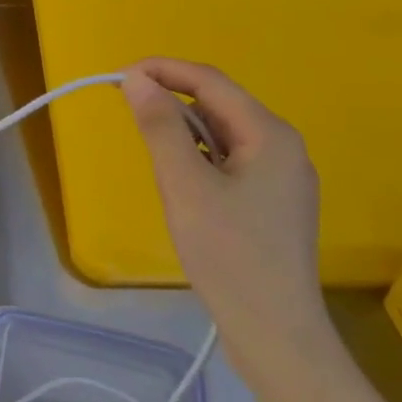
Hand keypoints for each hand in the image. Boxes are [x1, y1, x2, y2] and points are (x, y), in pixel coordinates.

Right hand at [120, 58, 335, 381]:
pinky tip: (181, 181)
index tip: (118, 77)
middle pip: (220, 105)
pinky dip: (199, 158)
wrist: (274, 331)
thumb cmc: (228, 253)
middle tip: (127, 111)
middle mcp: (283, 147)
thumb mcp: (184, 185)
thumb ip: (160, 127)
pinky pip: (230, 162)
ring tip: (150, 149)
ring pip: (224, 135)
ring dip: (184, 131)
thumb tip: (136, 79)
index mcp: (270, 134)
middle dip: (172, 101)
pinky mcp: (273, 204)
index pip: (211, 81)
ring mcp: (282, 177)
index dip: (163, 70)